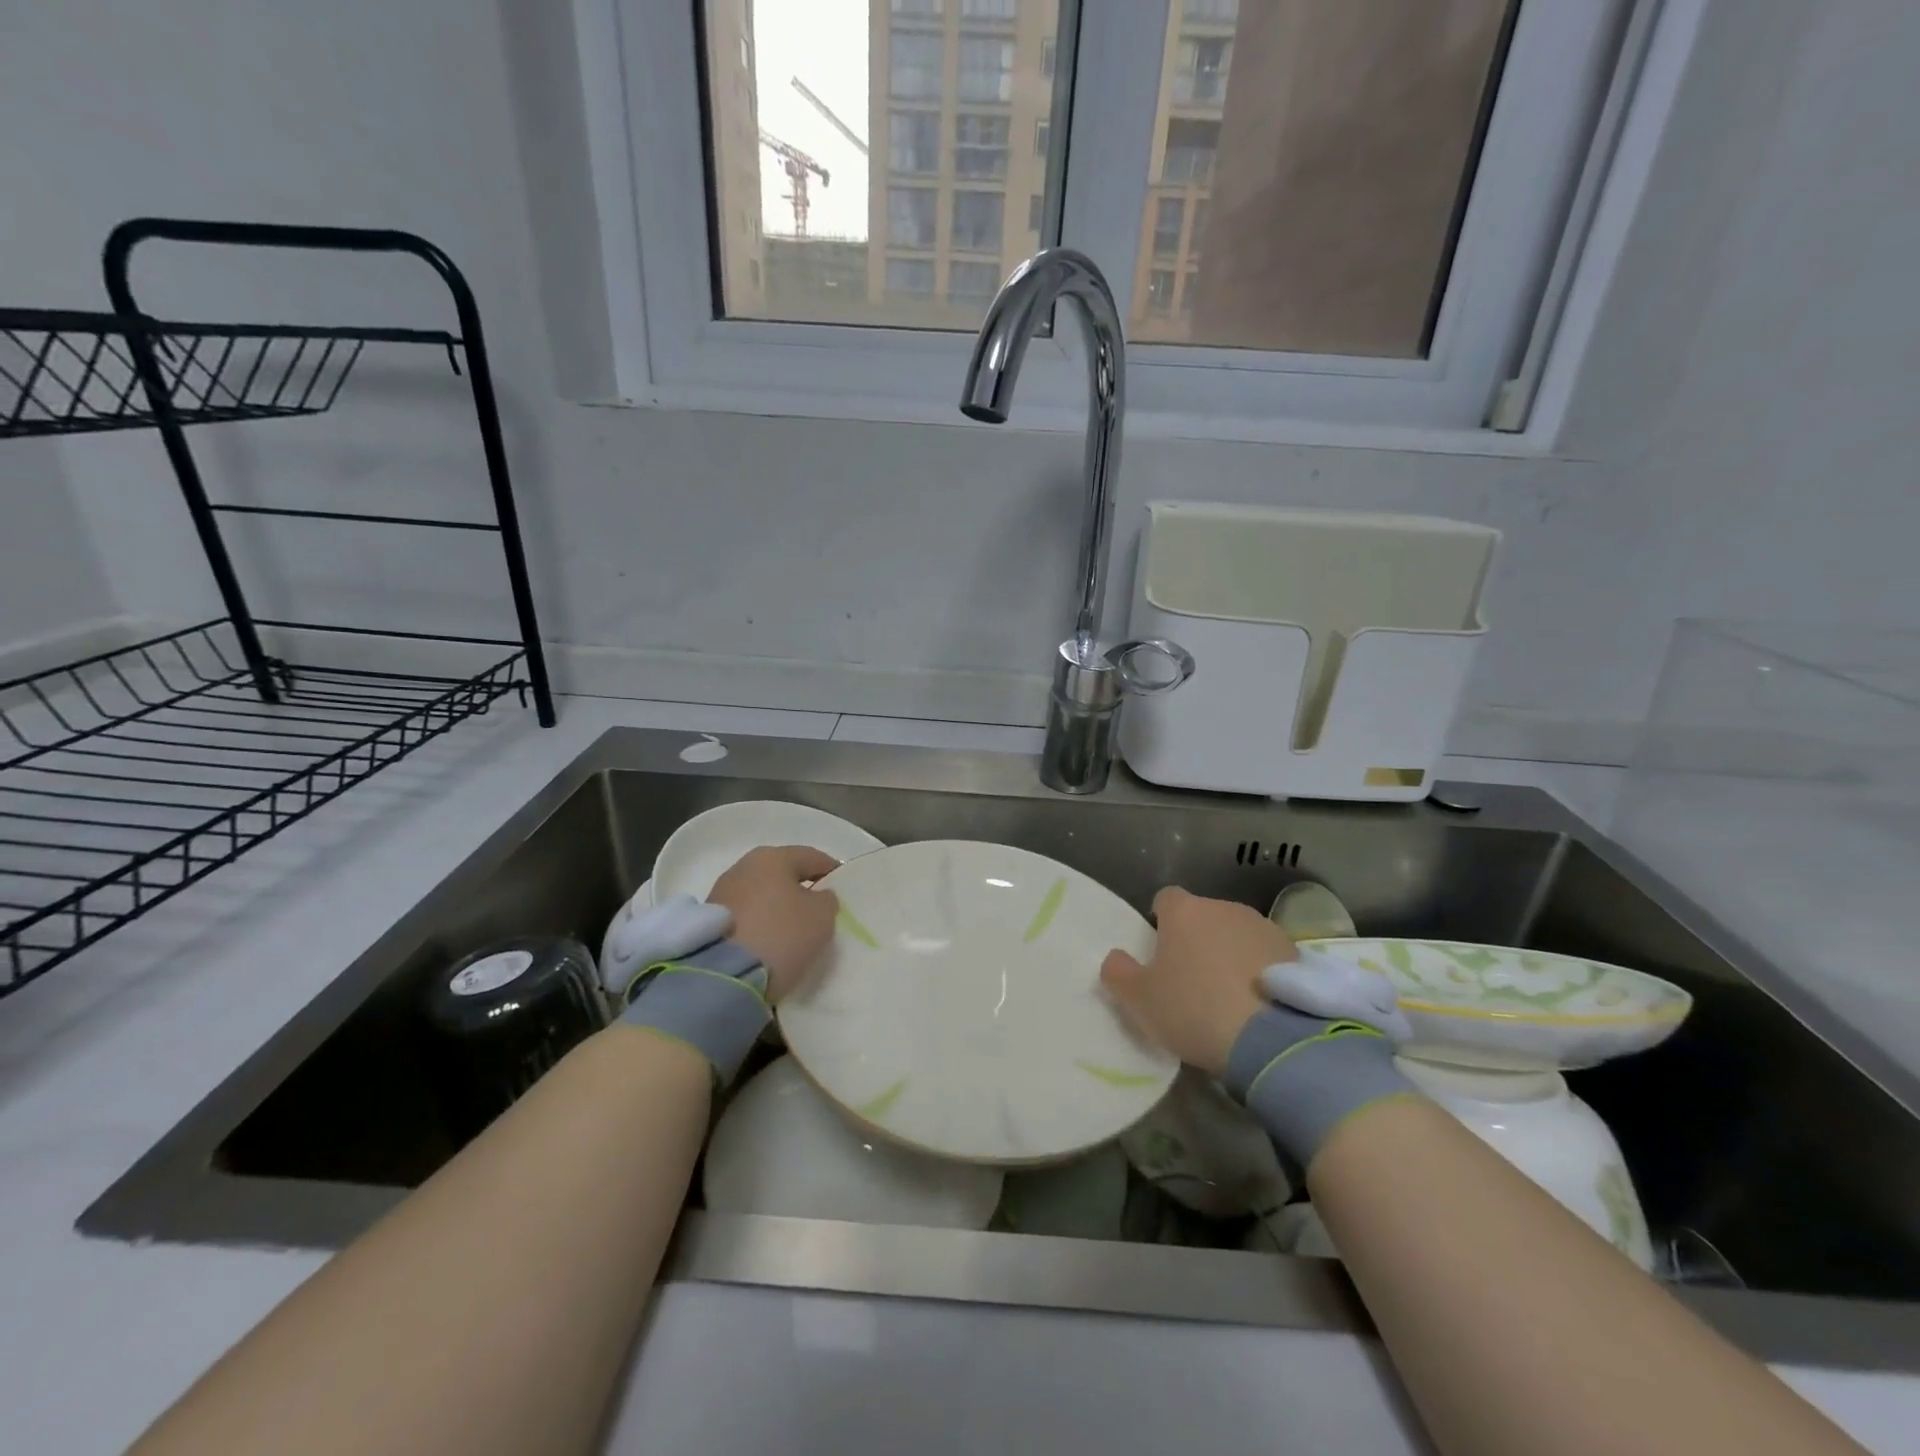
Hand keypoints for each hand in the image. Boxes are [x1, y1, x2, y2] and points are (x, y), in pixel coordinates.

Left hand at [706, 845, 839, 1001]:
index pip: (812, 857)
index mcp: (773, 857)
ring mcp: (722, 893)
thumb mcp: (822, 916)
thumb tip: (818, 896)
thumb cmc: (781, 935)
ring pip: (763, 895)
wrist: (723, 977)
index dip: (833, 871)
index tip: (845, 889)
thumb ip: (827, 899)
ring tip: (794, 931)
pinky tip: (770, 942)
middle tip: (820, 911)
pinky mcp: (709, 922)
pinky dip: (761, 924)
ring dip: (778, 908)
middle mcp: (743, 867)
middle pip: (783, 874)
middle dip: (802, 890)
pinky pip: (747, 916)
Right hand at [1100, 887, 1295, 1075]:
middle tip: (1192, 980)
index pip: (1165, 899)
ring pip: (1237, 934)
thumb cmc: (1194, 1010)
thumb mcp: (1139, 1000)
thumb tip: (1116, 958)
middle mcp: (1224, 908)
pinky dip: (1260, 971)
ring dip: (1231, 953)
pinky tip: (1258, 1004)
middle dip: (1197, 939)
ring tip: (1229, 995)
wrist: (1274, 1039)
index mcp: (1184, 912)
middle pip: (1203, 916)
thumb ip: (1118, 973)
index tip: (1160, 951)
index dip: (1161, 922)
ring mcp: (1264, 928)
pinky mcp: (1295, 953)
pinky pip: (1267, 956)